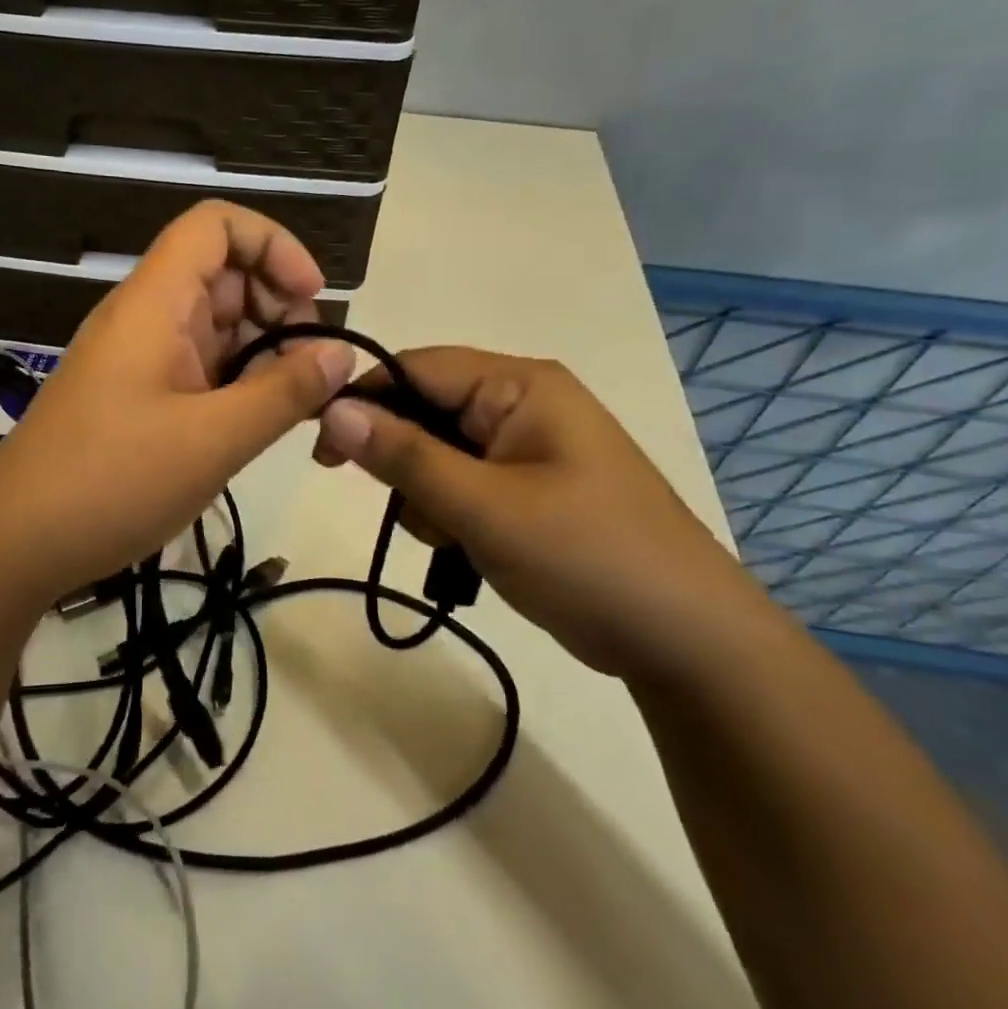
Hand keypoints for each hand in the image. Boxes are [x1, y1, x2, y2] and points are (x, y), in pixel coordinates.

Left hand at [0, 202, 355, 604]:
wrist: (15, 542)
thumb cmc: (112, 481)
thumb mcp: (213, 439)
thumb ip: (284, 392)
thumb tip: (341, 355)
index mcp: (155, 303)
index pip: (215, 225)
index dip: (273, 245)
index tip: (312, 299)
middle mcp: (145, 317)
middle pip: (223, 274)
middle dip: (279, 306)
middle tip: (309, 369)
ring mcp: (138, 358)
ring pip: (214, 325)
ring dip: (262, 351)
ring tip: (295, 403)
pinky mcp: (136, 397)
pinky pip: (198, 367)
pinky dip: (236, 383)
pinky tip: (259, 422)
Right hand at [313, 348, 776, 680]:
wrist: (685, 641)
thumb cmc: (587, 557)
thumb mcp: (485, 506)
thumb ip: (405, 456)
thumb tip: (331, 410)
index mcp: (520, 385)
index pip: (416, 367)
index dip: (364, 399)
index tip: (322, 449)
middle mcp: (522, 403)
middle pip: (425, 410)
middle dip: (404, 461)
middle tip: (413, 510)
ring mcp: (526, 448)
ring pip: (436, 453)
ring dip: (427, 496)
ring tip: (457, 538)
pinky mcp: (527, 488)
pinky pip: (461, 483)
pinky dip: (450, 514)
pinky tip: (470, 548)